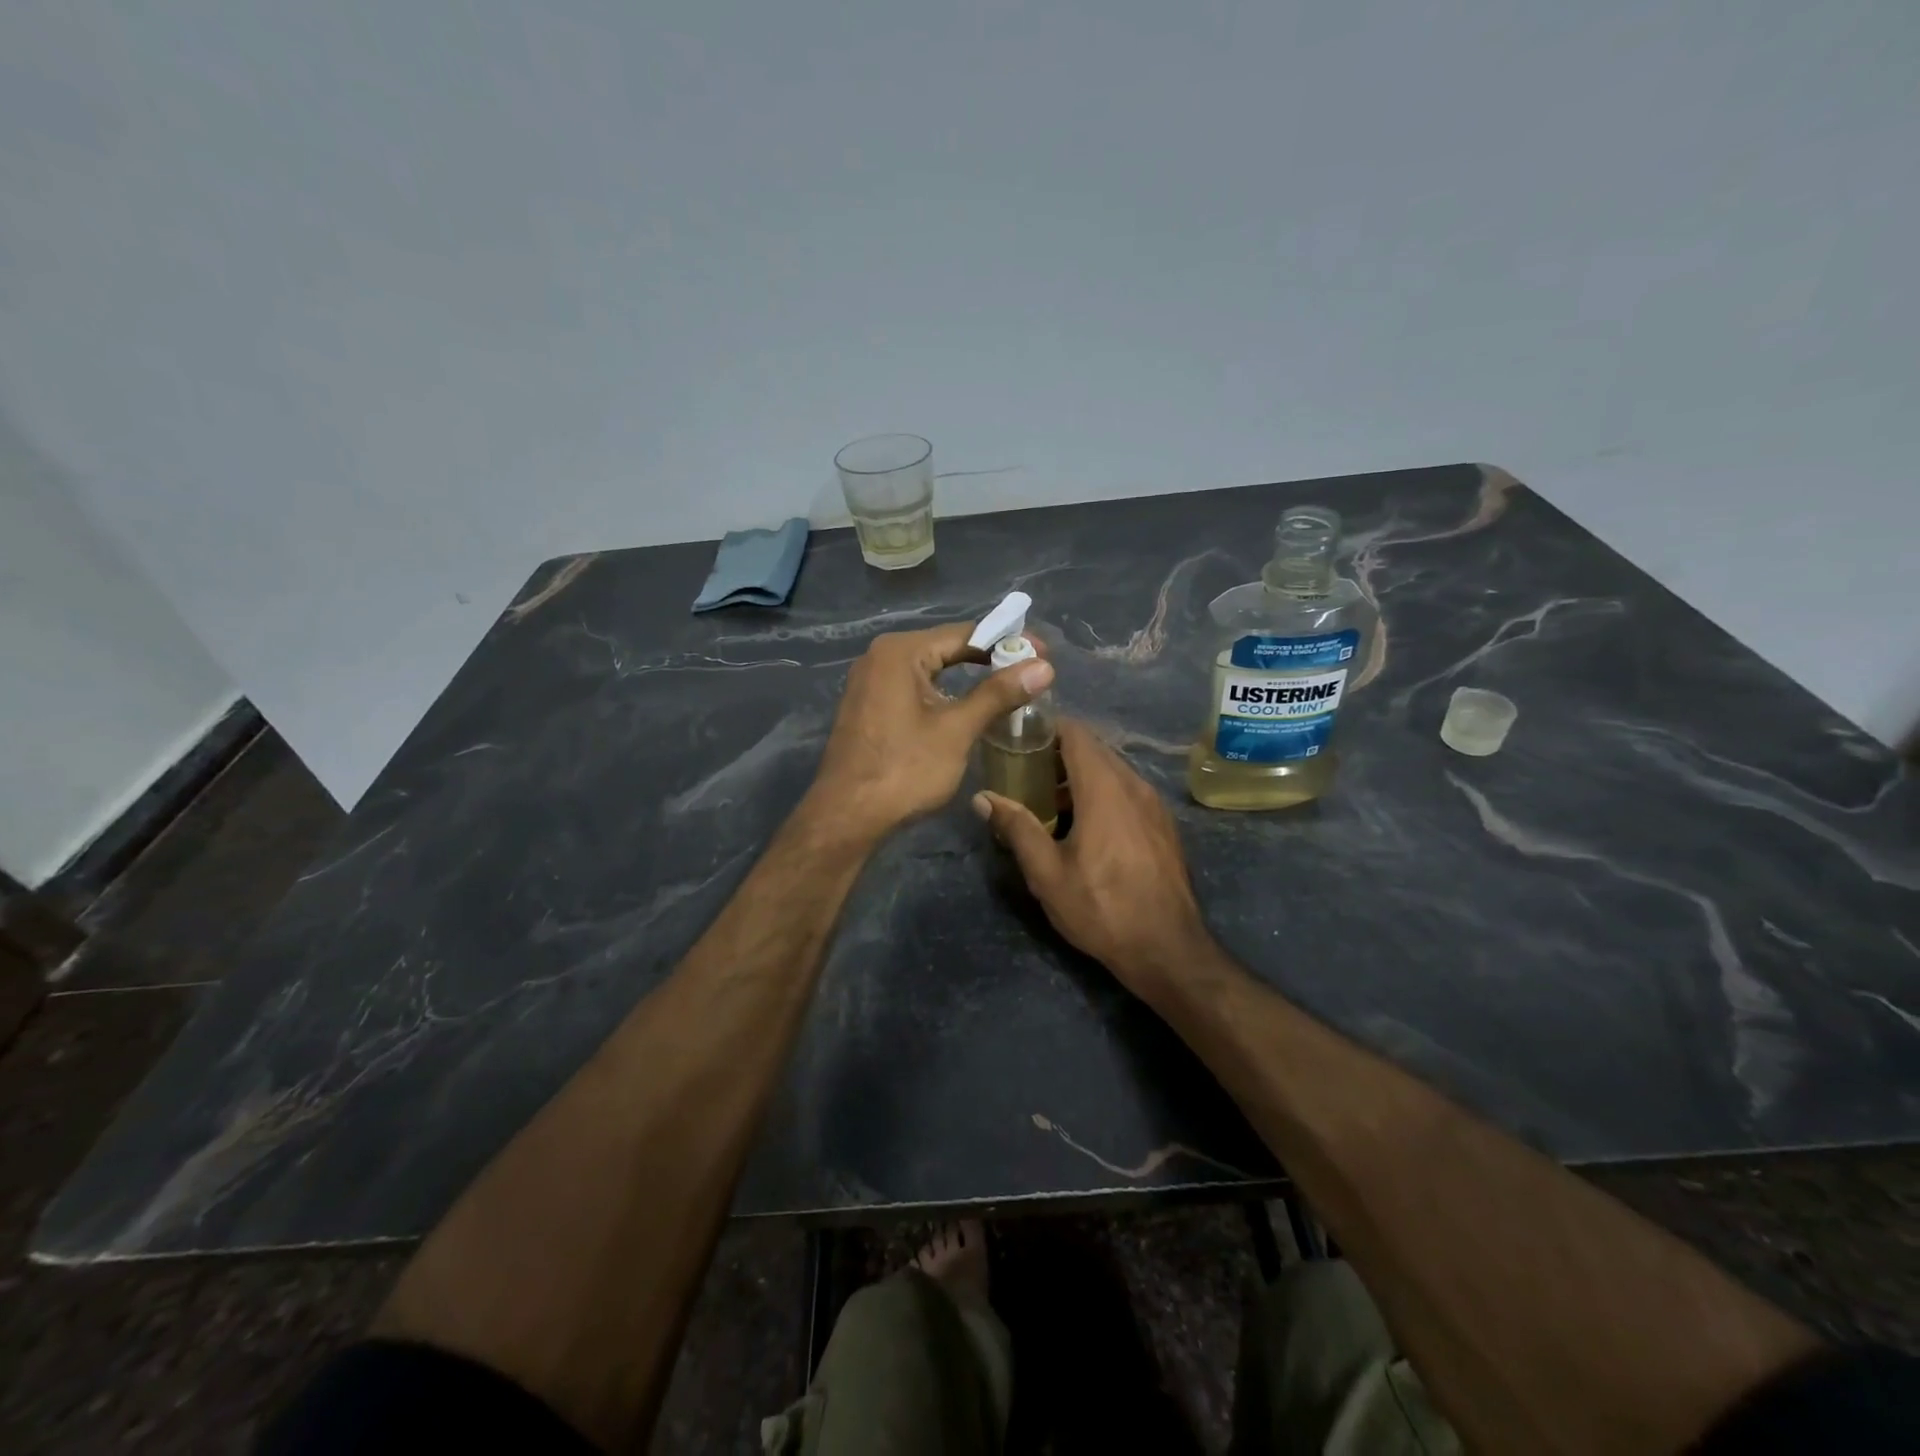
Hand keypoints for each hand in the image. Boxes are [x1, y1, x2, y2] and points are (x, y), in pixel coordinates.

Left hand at [808, 623, 1053, 842]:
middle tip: (1031, 672)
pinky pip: (914, 688)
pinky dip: (944, 693)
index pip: (964, 633)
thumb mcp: (956, 730)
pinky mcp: (868, 706)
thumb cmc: (904, 770)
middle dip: (990, 659)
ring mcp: (870, 682)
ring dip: (968, 678)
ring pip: (931, 670)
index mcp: (900, 652)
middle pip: (946, 648)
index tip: (1043, 653)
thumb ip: (998, 694)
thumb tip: (1044, 667)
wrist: (847, 816)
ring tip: (1008, 689)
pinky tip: (967, 707)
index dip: (1007, 641)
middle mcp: (880, 657)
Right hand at [972, 719, 1211, 1001]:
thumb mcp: (1048, 873)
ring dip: (1080, 777)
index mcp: (1105, 788)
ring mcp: (1154, 804)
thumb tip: (983, 797)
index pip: (1076, 734)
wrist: (1168, 948)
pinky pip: (1128, 791)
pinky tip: (1084, 826)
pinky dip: (1102, 793)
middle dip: (1057, 754)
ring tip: (1049, 804)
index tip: (1017, 739)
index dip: (1046, 728)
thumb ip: (1016, 828)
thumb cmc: (1102, 908)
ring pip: (1112, 771)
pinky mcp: (1163, 824)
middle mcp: (1134, 785)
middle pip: (1093, 750)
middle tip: (1024, 774)